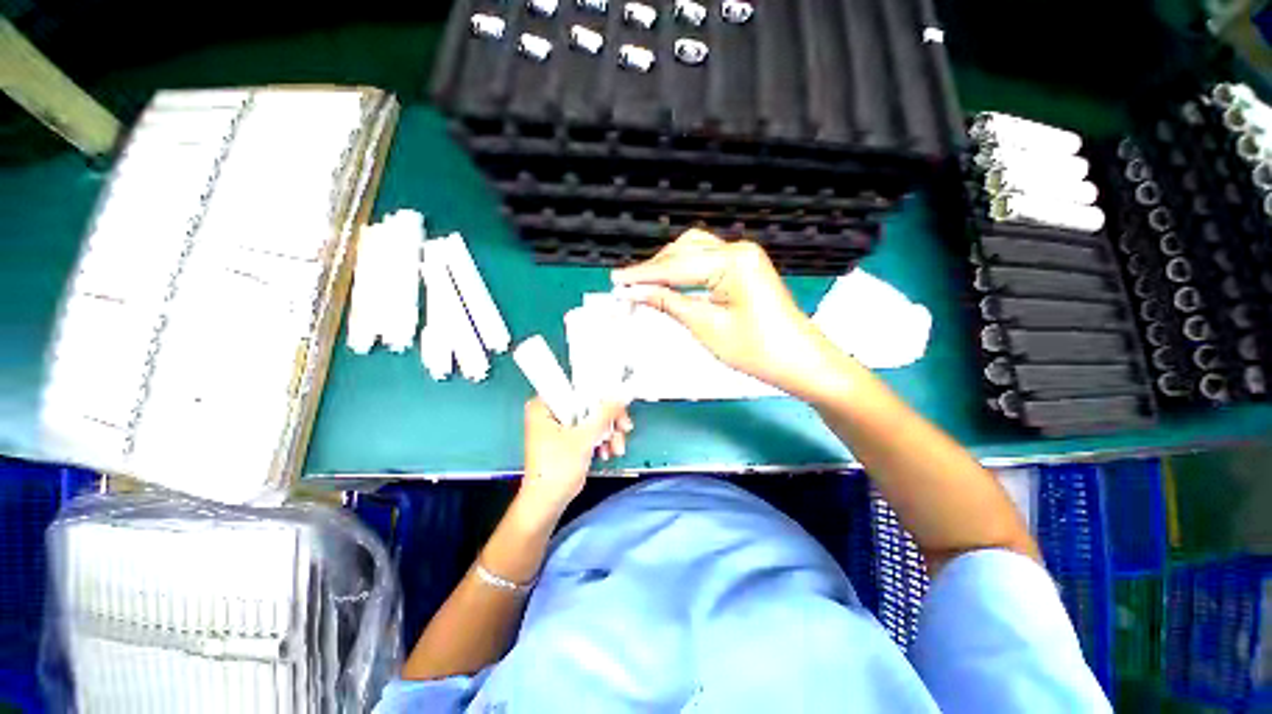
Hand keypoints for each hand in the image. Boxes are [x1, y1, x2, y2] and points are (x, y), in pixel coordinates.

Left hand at [519, 398, 632, 519]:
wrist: (547, 503)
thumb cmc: (557, 469)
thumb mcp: (584, 438)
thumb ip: (604, 414)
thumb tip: (620, 396)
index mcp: (544, 404)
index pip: (577, 388)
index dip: (600, 394)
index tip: (618, 404)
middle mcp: (550, 410)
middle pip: (588, 404)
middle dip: (608, 419)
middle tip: (623, 428)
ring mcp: (559, 424)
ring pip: (591, 418)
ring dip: (608, 432)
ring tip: (616, 448)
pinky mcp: (567, 437)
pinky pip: (589, 429)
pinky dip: (601, 439)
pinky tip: (607, 452)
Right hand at [612, 229, 845, 399]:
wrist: (800, 362)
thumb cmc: (757, 350)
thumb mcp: (707, 327)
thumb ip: (669, 303)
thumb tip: (636, 292)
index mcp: (732, 261)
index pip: (676, 265)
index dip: (643, 275)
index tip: (615, 281)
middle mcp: (738, 250)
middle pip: (684, 250)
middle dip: (654, 268)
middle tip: (627, 286)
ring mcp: (743, 258)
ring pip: (694, 252)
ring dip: (668, 267)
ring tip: (643, 285)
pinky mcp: (744, 269)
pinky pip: (706, 262)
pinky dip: (684, 272)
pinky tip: (669, 283)